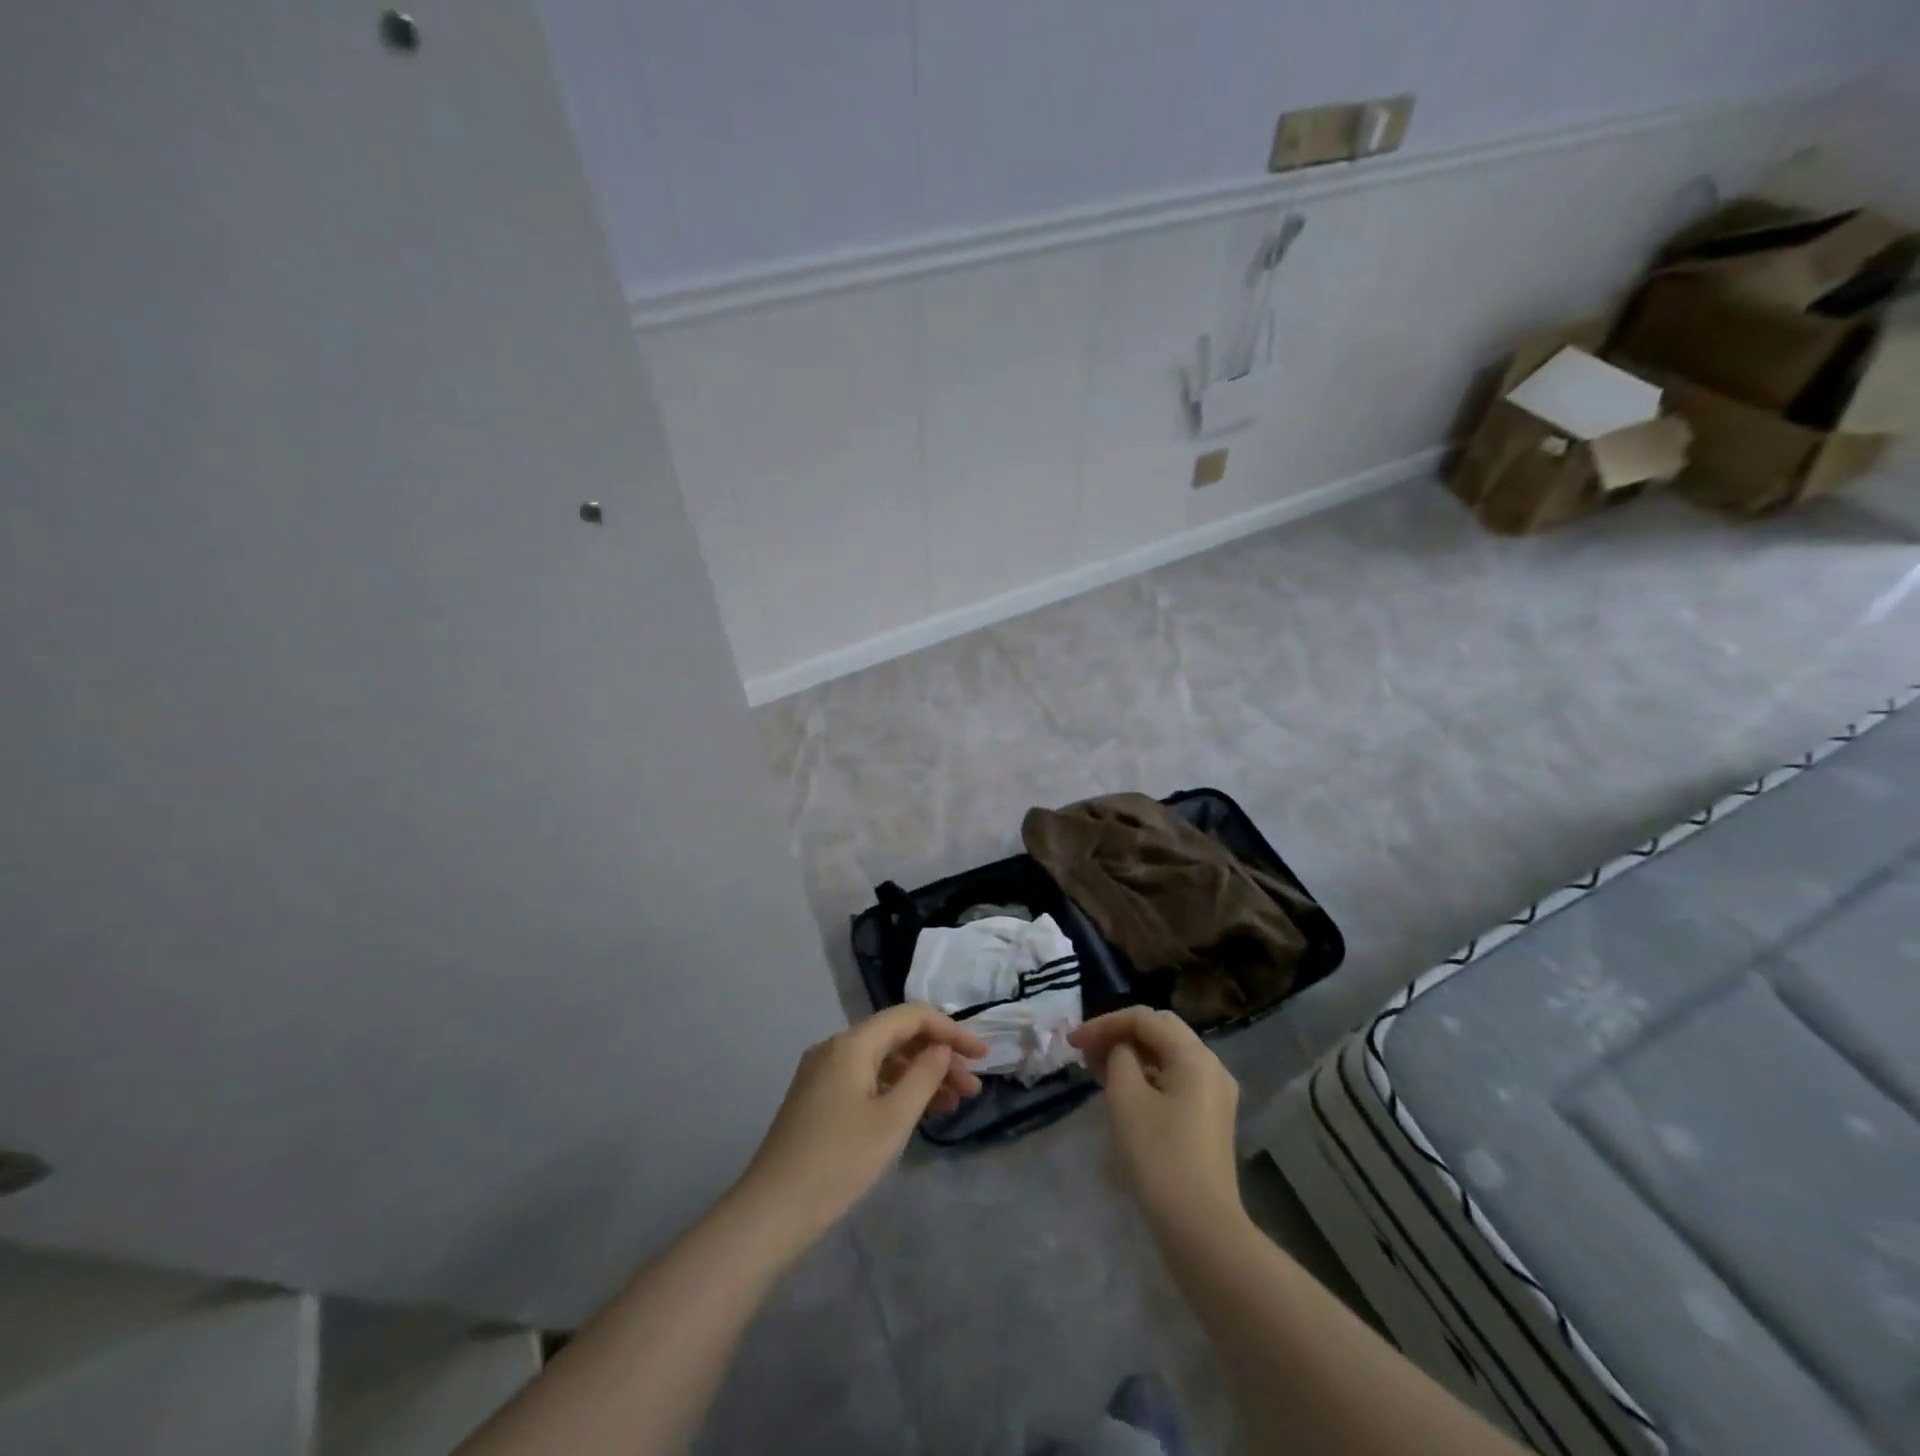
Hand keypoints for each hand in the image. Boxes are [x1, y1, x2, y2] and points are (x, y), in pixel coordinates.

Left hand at [736, 1005, 986, 1245]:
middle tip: (971, 1087)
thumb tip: (940, 1048)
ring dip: (920, 1075)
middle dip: (938, 1056)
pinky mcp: (819, 1098)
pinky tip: (918, 1112)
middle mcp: (836, 1047)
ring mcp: (824, 1073)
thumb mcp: (893, 1119)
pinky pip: (867, 1079)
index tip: (981, 1055)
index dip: (950, 1030)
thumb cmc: (839, 1162)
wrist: (772, 1212)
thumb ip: (924, 1076)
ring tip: (954, 1103)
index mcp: (852, 1043)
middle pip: (897, 1037)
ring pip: (883, 1060)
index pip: (911, 1016)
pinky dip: (896, 1089)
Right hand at [1069, 1008, 1241, 1233]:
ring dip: (1133, 1055)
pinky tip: (1125, 1091)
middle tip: (1087, 1052)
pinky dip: (1148, 1075)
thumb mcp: (1126, 1097)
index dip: (1104, 1023)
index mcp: (1194, 1055)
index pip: (1143, 1018)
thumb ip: (1119, 1057)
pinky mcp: (1211, 1118)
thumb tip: (1121, 1050)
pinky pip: (1176, 1079)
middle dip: (1120, 1034)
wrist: (1200, 1227)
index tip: (1072, 1042)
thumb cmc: (1158, 1155)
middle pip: (1160, 1030)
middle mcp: (1212, 1066)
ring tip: (1098, 1070)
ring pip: (1168, 1055)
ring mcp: (1216, 1094)